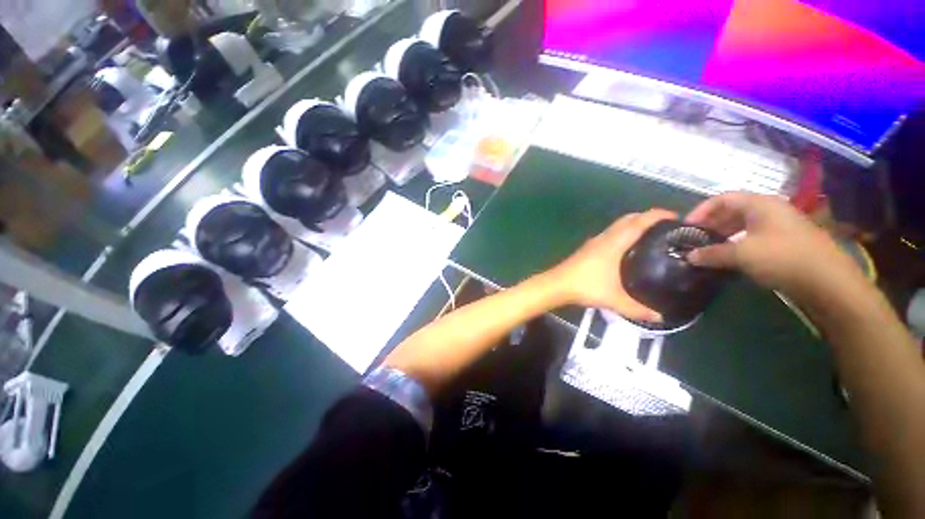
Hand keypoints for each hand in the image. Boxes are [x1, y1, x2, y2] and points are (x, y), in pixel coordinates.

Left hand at [551, 209, 676, 321]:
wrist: (556, 284)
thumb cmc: (585, 286)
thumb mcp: (614, 299)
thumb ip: (637, 309)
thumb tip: (659, 317)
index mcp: (614, 243)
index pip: (639, 222)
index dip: (658, 215)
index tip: (676, 217)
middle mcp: (604, 237)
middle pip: (628, 219)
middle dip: (647, 217)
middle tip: (666, 227)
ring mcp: (594, 242)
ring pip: (616, 226)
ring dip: (633, 224)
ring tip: (649, 236)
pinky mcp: (587, 248)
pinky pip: (609, 234)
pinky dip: (621, 233)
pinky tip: (625, 248)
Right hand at [685, 192, 861, 298]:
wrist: (827, 280)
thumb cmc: (782, 257)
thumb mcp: (741, 255)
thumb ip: (712, 253)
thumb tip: (689, 256)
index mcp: (760, 204)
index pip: (723, 198)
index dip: (701, 210)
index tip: (687, 226)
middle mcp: (770, 210)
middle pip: (733, 210)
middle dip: (711, 223)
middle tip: (695, 238)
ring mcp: (780, 226)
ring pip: (743, 224)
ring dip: (723, 234)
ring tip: (709, 248)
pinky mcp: (785, 242)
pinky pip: (754, 236)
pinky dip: (737, 243)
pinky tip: (730, 257)